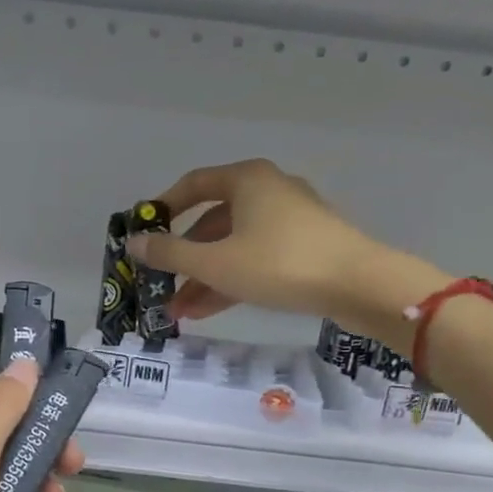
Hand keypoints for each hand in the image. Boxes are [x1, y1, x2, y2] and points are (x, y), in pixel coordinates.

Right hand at [126, 158, 448, 347]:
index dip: (164, 208)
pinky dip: (231, 280)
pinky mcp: (304, 247)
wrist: (359, 285)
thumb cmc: (279, 263)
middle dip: (183, 259)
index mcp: (246, 180)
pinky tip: (207, 310)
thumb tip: (133, 243)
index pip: (193, 184)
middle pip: (212, 222)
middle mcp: (268, 191)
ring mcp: (289, 220)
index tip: (144, 233)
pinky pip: (256, 259)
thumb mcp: (215, 262)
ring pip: (233, 246)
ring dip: (204, 277)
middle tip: (160, 284)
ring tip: (178, 311)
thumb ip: (170, 254)